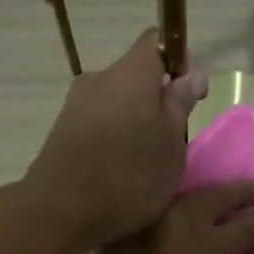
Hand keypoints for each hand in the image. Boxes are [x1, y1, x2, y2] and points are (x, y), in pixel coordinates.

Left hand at [21, 30, 208, 248]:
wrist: (60, 211)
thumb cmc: (129, 176)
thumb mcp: (172, 144)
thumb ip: (181, 104)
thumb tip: (193, 72)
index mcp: (131, 73)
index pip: (157, 42)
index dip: (179, 62)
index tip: (191, 96)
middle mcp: (100, 78)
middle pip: (136, 75)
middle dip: (157, 99)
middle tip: (172, 139)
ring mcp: (76, 104)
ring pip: (117, 101)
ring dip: (135, 121)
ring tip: (146, 161)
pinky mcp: (62, 130)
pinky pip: (98, 122)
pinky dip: (114, 137)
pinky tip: (119, 169)